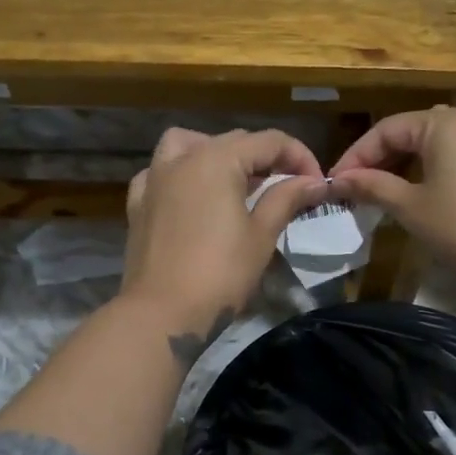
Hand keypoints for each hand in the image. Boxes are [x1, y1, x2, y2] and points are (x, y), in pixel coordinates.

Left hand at [122, 128, 325, 341]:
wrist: (162, 313)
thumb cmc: (220, 273)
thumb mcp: (261, 235)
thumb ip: (286, 198)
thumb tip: (314, 182)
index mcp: (217, 159)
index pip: (269, 141)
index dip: (300, 157)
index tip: (317, 185)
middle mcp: (182, 158)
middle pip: (232, 141)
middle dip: (265, 158)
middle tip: (288, 188)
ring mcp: (154, 179)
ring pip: (188, 144)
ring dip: (217, 153)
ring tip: (235, 181)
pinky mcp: (138, 204)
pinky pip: (160, 173)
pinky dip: (180, 174)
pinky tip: (191, 195)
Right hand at [329, 107, 455, 297]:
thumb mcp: (411, 207)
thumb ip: (373, 186)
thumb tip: (339, 180)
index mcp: (444, 122)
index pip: (387, 129)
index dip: (356, 155)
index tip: (335, 183)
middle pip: (411, 131)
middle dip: (379, 159)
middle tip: (354, 188)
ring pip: (434, 142)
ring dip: (404, 163)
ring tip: (381, 191)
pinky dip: (431, 167)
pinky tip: (418, 191)